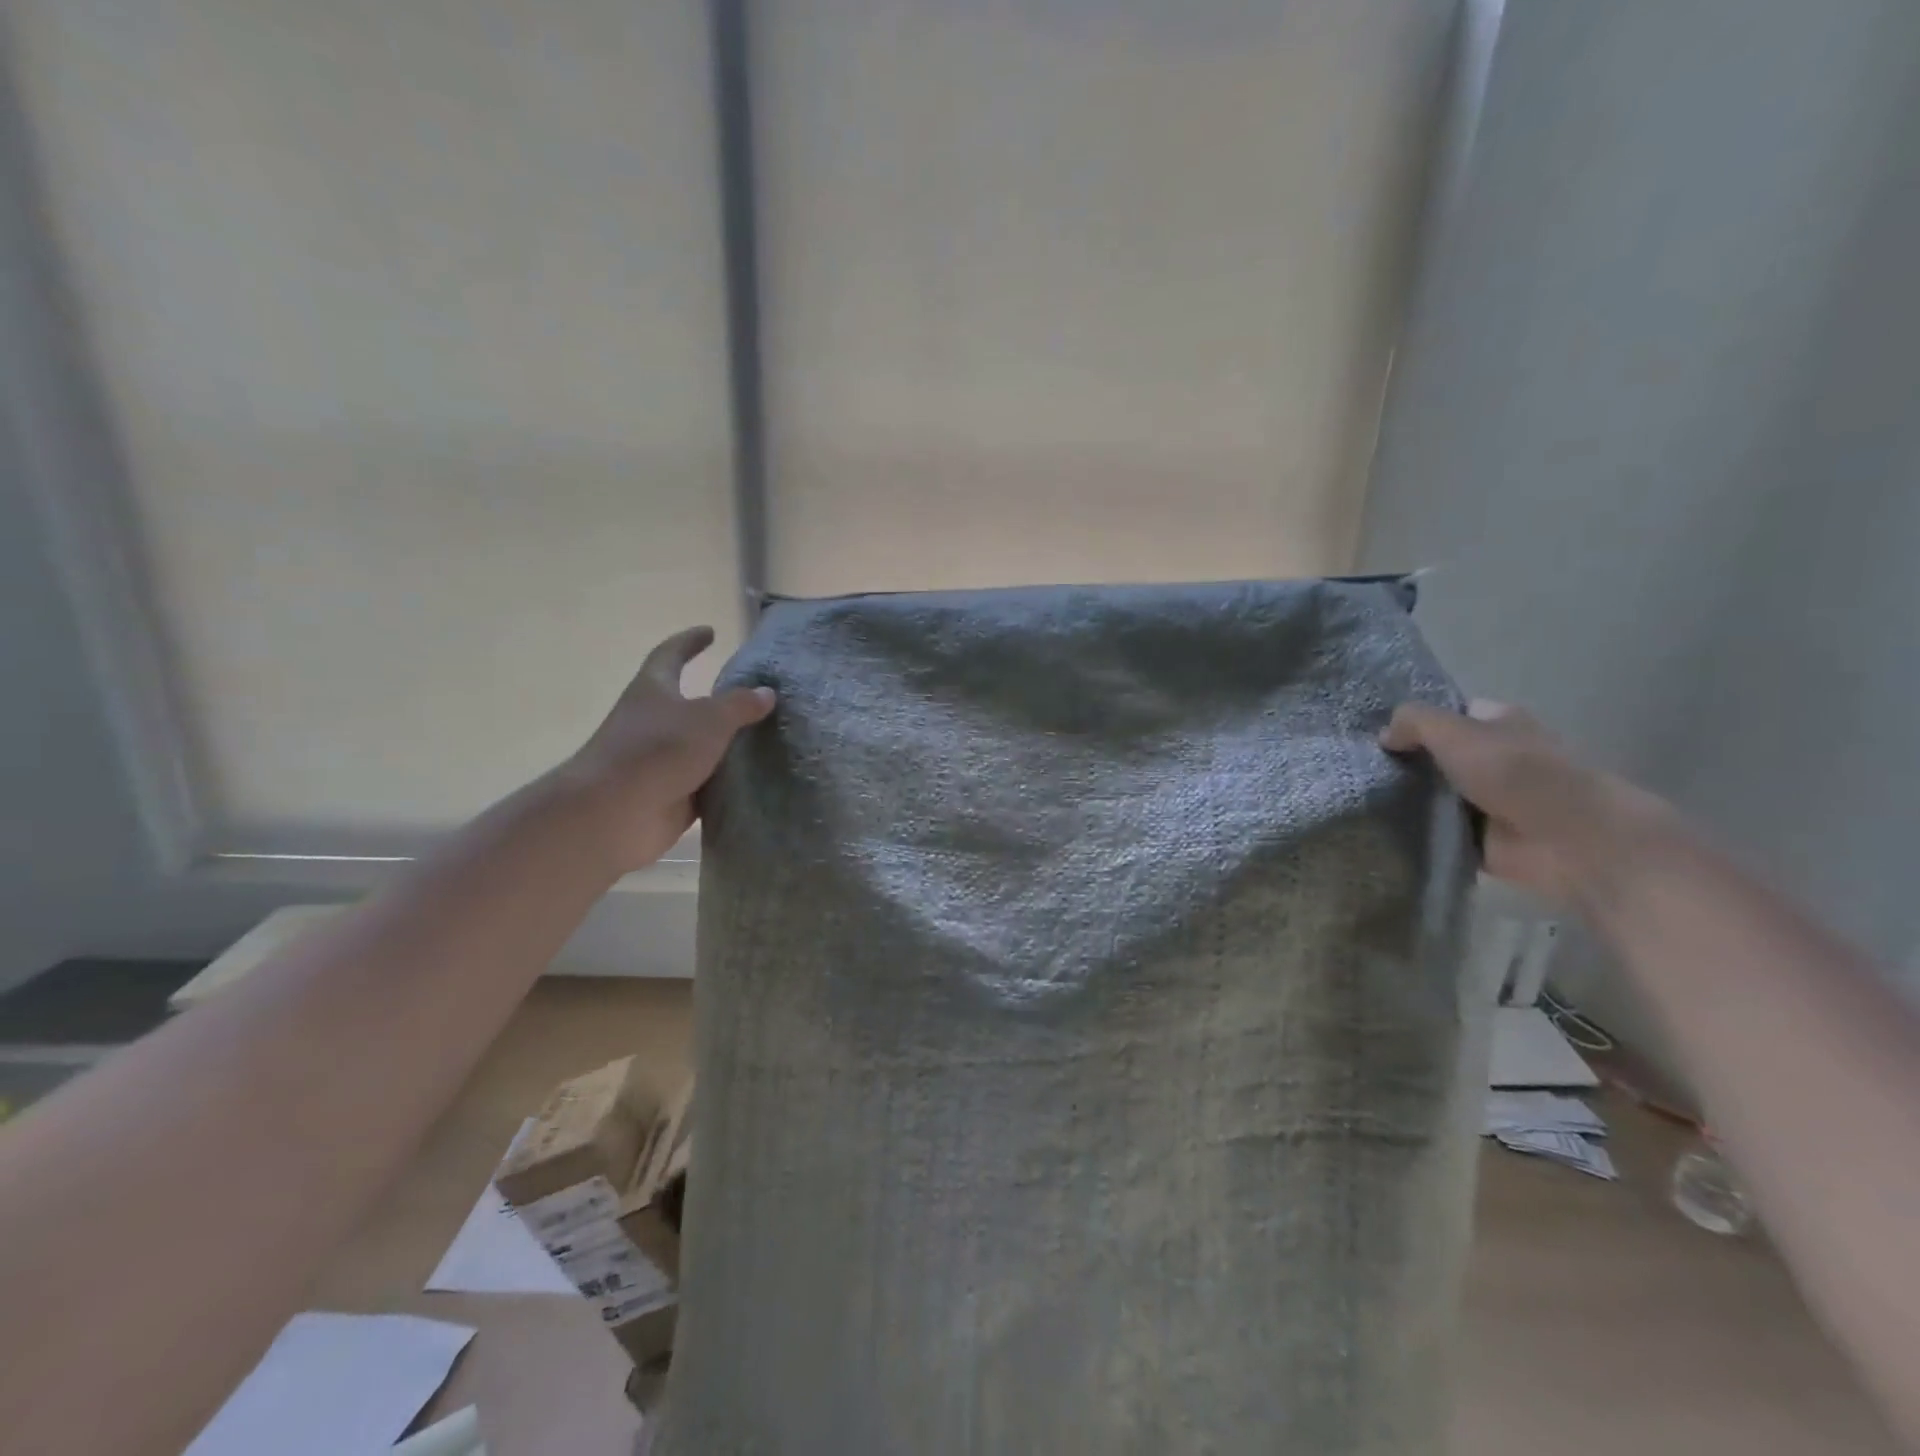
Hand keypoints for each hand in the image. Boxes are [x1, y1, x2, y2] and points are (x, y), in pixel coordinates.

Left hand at [563, 626, 775, 873]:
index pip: (671, 655)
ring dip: (727, 744)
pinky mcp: (671, 795)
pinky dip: (728, 782)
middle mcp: (654, 722)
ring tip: (769, 738)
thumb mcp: (708, 719)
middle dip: (716, 699)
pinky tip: (760, 780)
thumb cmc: (656, 751)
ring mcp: (660, 761)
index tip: (710, 631)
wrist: (613, 814)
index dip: (689, 642)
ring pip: (700, 747)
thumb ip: (739, 705)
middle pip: (687, 703)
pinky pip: (706, 784)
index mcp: (653, 690)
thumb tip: (766, 692)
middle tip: (755, 696)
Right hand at [1380, 700, 1655, 902]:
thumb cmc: (1516, 772)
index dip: (1411, 721)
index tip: (1372, 732)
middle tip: (1357, 766)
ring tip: (1357, 796)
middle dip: (1401, 761)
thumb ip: (1413, 722)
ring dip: (1402, 798)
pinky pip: (1433, 830)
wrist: (1569, 839)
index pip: (1444, 714)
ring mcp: (1484, 800)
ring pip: (1429, 794)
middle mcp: (1491, 758)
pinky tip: (1377, 827)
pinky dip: (1412, 831)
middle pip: (1433, 755)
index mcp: (1496, 723)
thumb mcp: (1456, 731)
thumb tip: (1384, 737)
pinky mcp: (1477, 838)